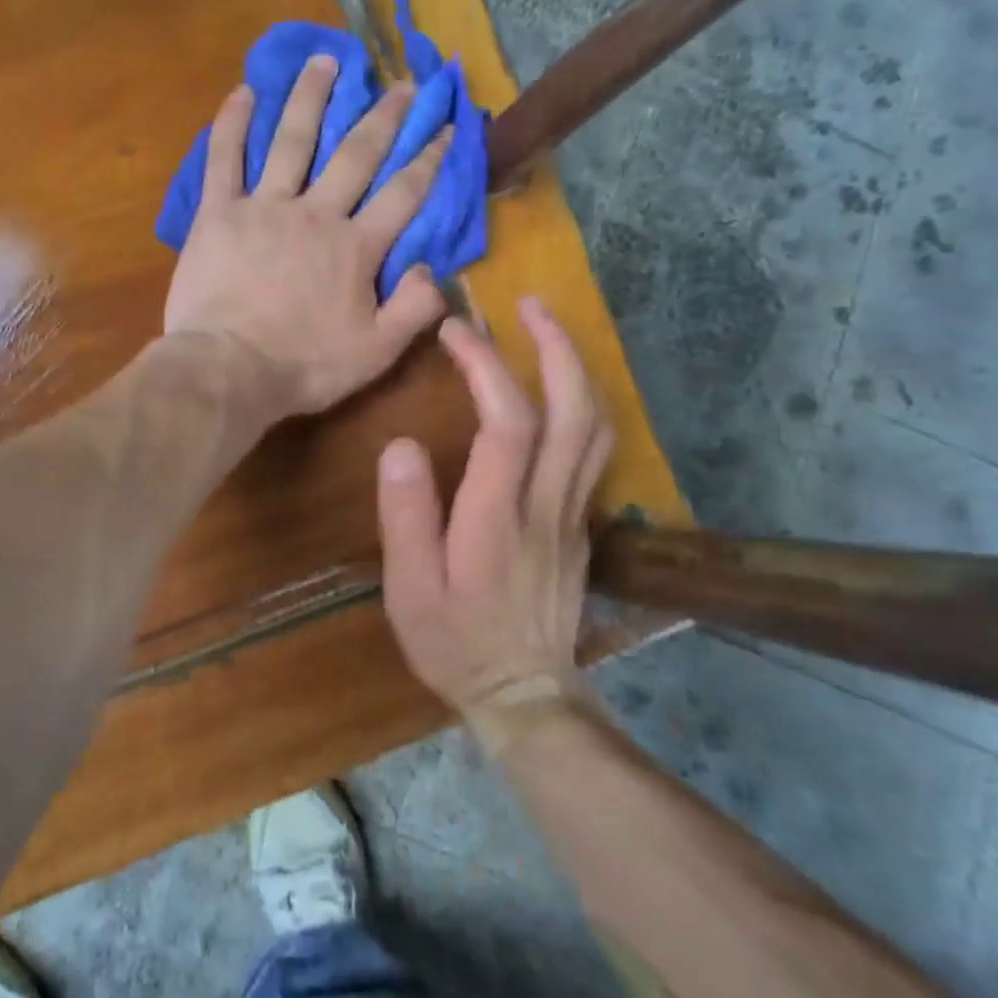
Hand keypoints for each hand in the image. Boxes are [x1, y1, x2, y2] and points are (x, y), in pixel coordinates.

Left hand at [164, 55, 450, 419]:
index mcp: (356, 247)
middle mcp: (315, 213)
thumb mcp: (375, 353)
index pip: (403, 194)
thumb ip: (414, 310)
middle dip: (383, 117)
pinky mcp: (218, 213)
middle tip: (401, 83)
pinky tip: (244, 91)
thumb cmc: (303, 366)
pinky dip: (232, 123)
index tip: (448, 127)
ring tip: (327, 60)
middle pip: (355, 154)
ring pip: (291, 141)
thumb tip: (436, 269)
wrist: (227, 370)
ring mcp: (264, 207)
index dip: (430, 159)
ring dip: (311, 98)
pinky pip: (224, 159)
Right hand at [376, 298, 613, 719]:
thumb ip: (406, 516)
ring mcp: (574, 513)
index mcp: (499, 515)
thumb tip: (401, 446)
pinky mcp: (580, 524)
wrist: (526, 694)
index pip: (507, 421)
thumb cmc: (455, 642)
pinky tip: (558, 391)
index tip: (456, 330)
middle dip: (555, 346)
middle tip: (529, 304)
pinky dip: (581, 404)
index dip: (486, 365)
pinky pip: (594, 450)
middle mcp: (548, 504)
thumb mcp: (410, 589)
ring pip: (596, 426)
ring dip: (575, 369)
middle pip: (573, 409)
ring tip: (546, 332)